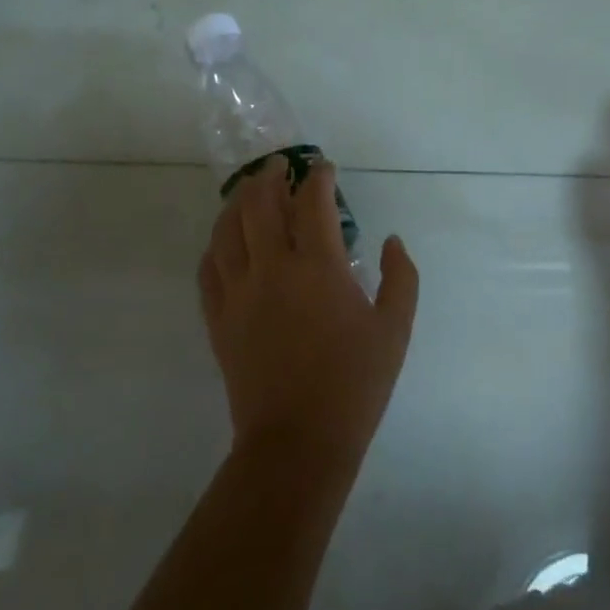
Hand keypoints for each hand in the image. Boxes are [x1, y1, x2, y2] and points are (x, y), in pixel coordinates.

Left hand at [198, 160, 418, 474]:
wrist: (298, 442)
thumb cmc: (354, 384)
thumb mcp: (395, 329)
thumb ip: (401, 277)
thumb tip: (392, 241)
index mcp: (317, 267)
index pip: (313, 202)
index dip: (319, 177)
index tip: (325, 168)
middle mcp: (272, 268)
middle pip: (260, 204)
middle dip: (271, 177)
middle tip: (281, 167)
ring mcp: (239, 293)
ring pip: (227, 230)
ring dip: (238, 202)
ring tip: (249, 191)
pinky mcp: (218, 318)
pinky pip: (208, 268)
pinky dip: (216, 245)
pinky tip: (225, 240)